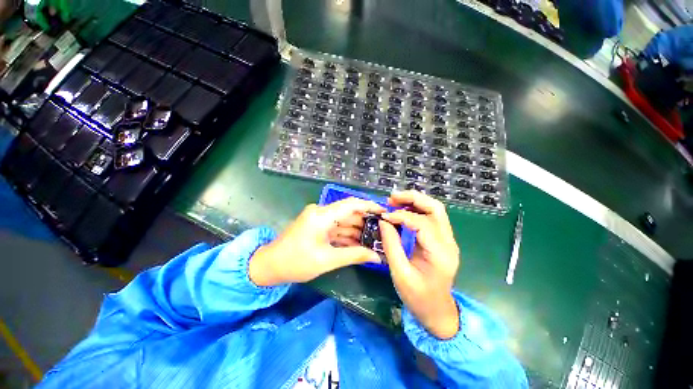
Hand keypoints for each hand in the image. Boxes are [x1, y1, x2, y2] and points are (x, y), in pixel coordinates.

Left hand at [249, 198, 384, 285]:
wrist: (269, 266)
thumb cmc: (296, 262)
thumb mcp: (327, 260)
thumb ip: (354, 255)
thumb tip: (377, 256)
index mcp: (322, 215)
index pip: (351, 204)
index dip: (369, 206)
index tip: (384, 211)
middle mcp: (321, 212)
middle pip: (348, 211)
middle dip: (365, 220)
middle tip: (383, 229)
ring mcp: (318, 218)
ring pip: (343, 220)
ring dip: (357, 229)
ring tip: (374, 238)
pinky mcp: (317, 225)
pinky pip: (336, 227)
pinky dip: (347, 234)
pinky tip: (359, 242)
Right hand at [379, 190, 460, 338]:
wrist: (438, 311)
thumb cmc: (418, 297)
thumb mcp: (400, 274)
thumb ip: (391, 245)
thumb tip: (384, 221)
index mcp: (440, 253)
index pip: (422, 223)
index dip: (401, 216)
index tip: (384, 216)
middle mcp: (448, 242)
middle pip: (435, 208)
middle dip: (413, 198)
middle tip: (392, 197)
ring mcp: (447, 240)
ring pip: (435, 209)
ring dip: (415, 201)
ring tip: (395, 201)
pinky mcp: (442, 240)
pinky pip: (431, 217)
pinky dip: (416, 210)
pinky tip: (402, 210)